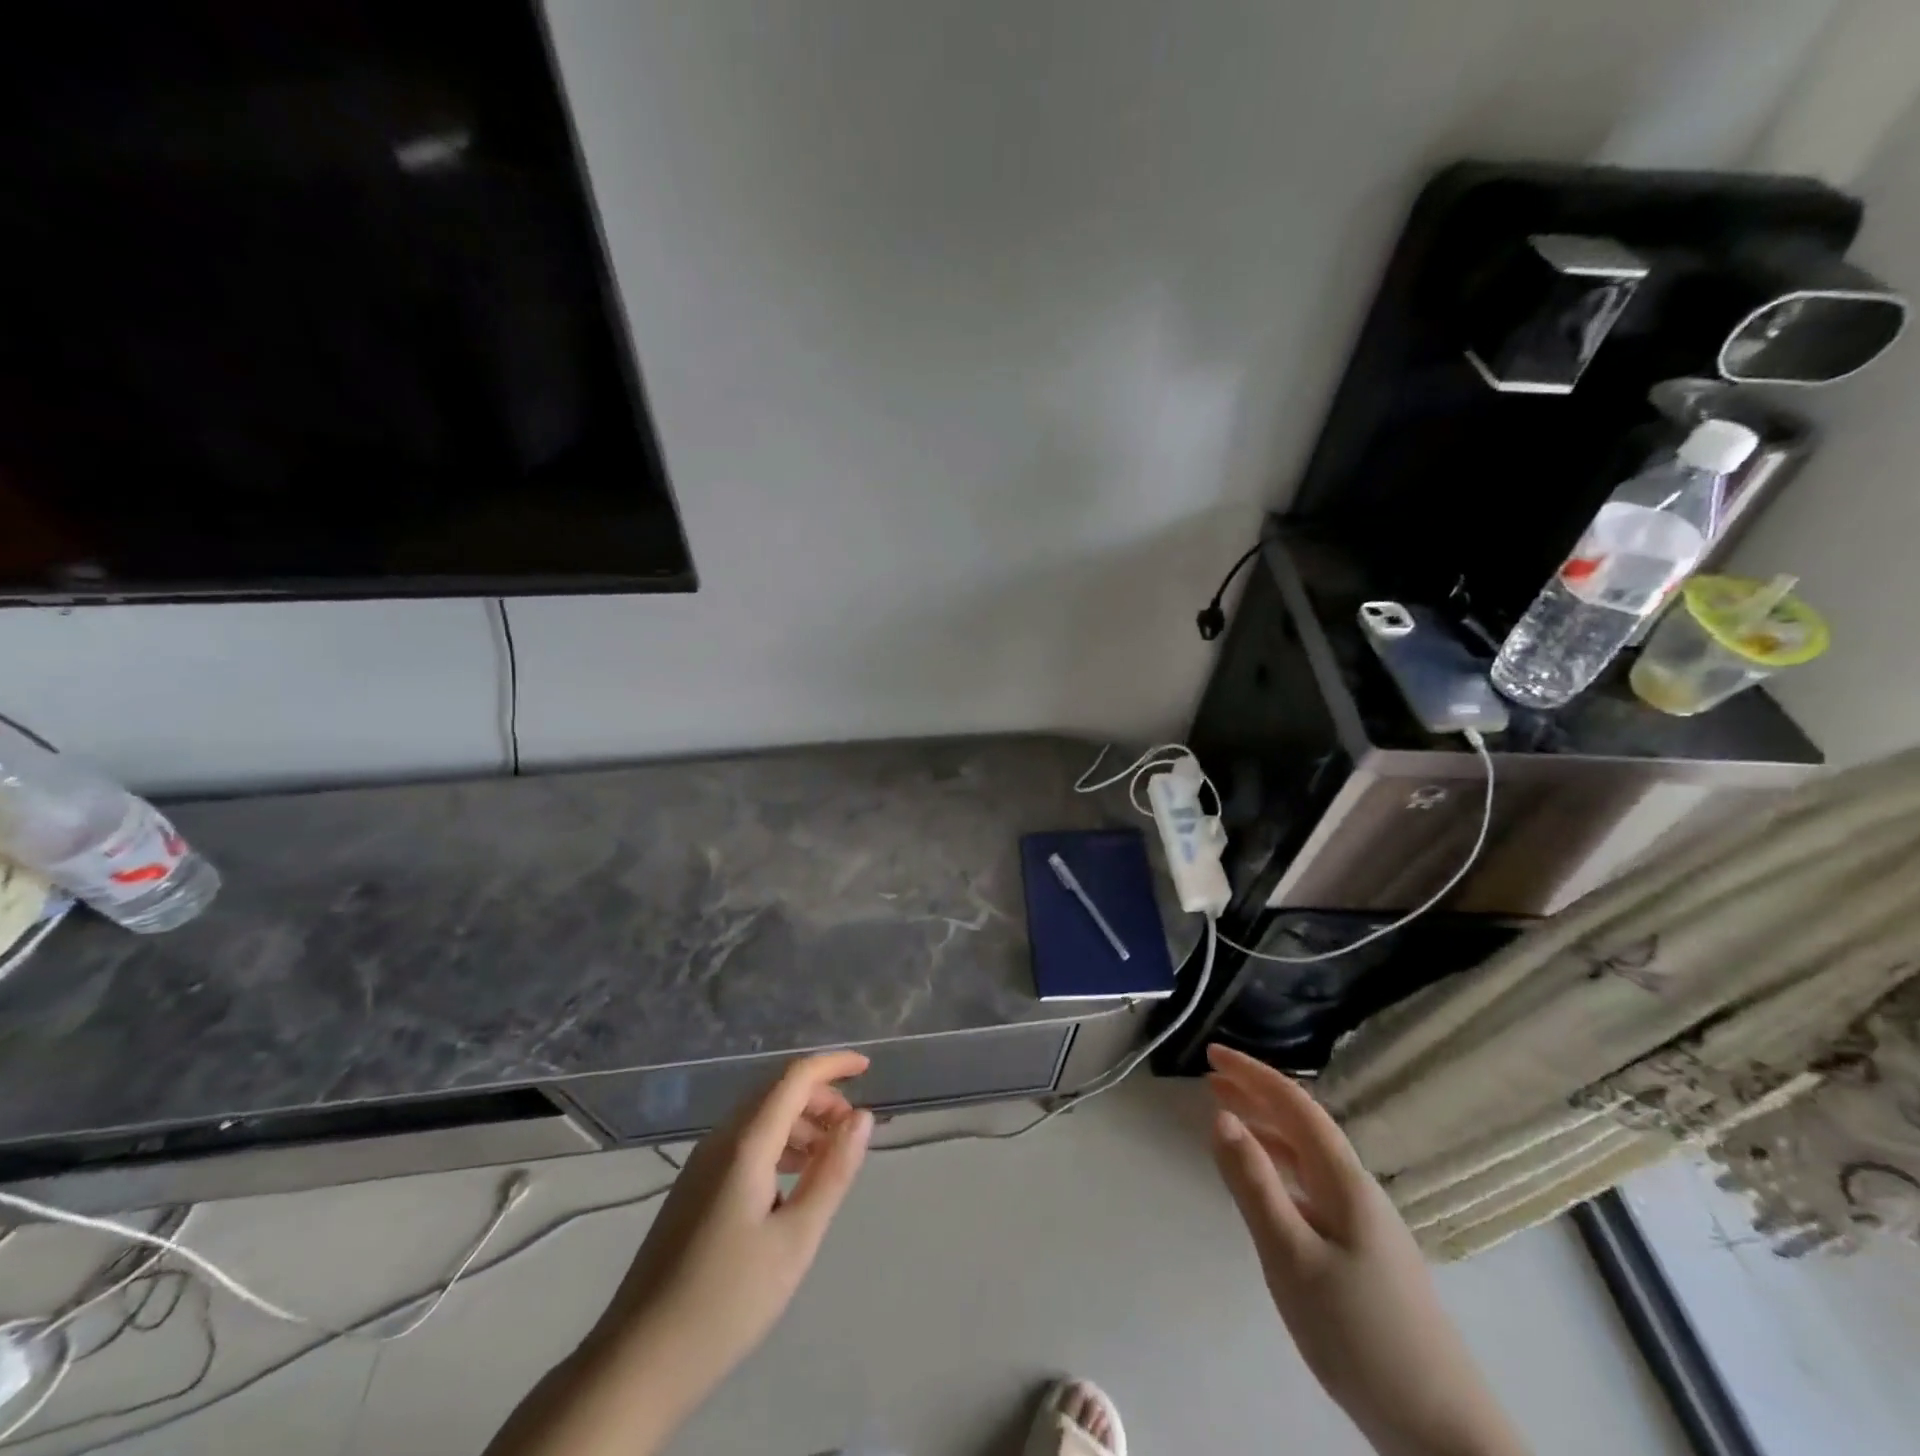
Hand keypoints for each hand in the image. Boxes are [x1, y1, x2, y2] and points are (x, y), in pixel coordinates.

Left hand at [609, 1051, 874, 1392]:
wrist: (638, 1363)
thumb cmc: (727, 1301)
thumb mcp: (795, 1239)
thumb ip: (832, 1172)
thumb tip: (862, 1117)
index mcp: (745, 1144)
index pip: (794, 1077)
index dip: (833, 1065)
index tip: (868, 1068)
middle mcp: (720, 1140)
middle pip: (776, 1091)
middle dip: (820, 1096)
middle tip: (852, 1129)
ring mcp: (701, 1164)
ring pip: (759, 1117)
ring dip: (800, 1122)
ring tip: (829, 1158)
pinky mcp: (694, 1188)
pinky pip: (744, 1142)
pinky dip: (777, 1144)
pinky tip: (791, 1182)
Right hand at [1205, 1045, 1527, 1455]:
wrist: (1442, 1430)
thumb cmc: (1359, 1333)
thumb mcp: (1291, 1256)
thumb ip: (1254, 1184)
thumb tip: (1220, 1116)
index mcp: (1344, 1180)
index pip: (1295, 1104)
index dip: (1252, 1073)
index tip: (1212, 1051)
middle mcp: (1356, 1189)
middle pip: (1302, 1124)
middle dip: (1255, 1095)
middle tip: (1209, 1078)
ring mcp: (1364, 1222)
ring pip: (1307, 1156)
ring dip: (1266, 1129)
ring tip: (1227, 1120)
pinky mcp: (1362, 1252)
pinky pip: (1311, 1185)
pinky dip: (1280, 1166)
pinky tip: (1266, 1184)